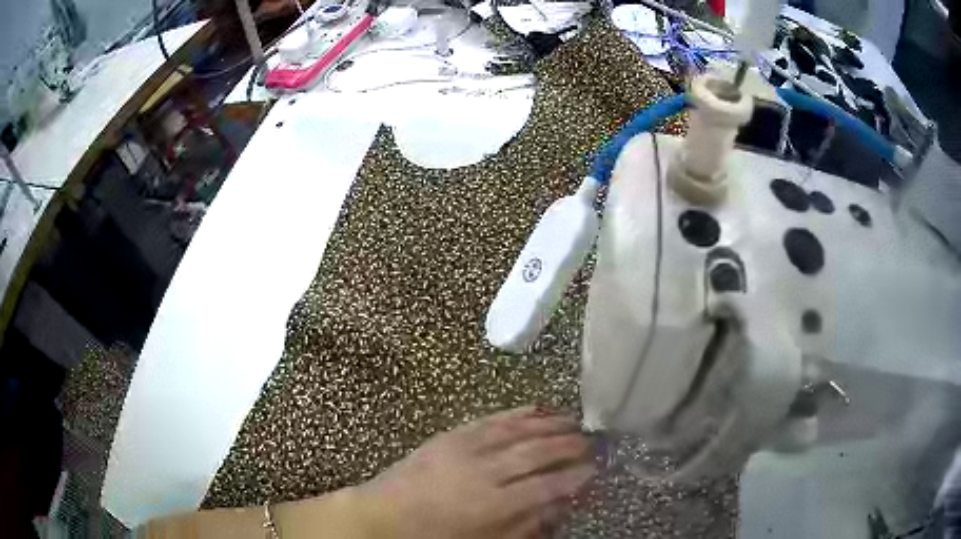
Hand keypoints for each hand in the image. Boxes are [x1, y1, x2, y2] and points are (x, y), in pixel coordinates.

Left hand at [355, 407, 594, 538]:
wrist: (384, 515)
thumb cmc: (435, 536)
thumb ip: (525, 525)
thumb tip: (558, 505)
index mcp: (494, 504)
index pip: (547, 485)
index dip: (575, 476)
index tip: (594, 469)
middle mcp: (485, 471)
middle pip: (537, 452)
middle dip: (569, 445)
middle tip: (591, 441)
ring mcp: (466, 448)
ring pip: (518, 430)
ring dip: (550, 423)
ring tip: (574, 420)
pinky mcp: (452, 435)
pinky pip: (492, 419)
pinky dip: (517, 412)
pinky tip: (535, 408)